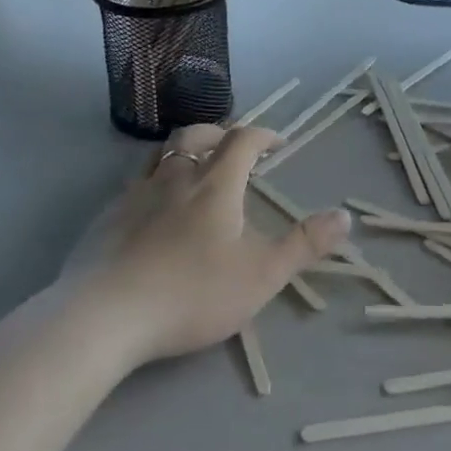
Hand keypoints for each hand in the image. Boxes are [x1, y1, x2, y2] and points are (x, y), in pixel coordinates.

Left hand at [78, 124, 349, 367]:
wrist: (104, 316)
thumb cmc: (192, 293)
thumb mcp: (261, 275)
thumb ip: (304, 244)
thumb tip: (345, 216)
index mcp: (214, 184)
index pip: (242, 140)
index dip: (263, 135)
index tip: (277, 143)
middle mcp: (174, 177)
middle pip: (196, 135)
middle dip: (221, 134)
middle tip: (234, 148)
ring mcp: (135, 194)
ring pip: (161, 152)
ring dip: (184, 150)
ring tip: (194, 168)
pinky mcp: (106, 217)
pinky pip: (135, 182)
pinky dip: (154, 180)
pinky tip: (154, 209)